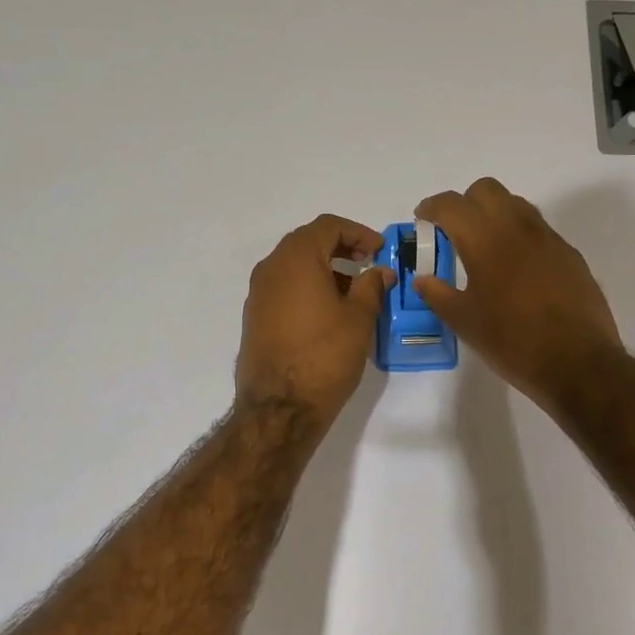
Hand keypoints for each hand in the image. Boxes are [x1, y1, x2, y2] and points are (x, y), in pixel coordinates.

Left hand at [235, 214, 393, 421]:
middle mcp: (271, 268)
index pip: (327, 226)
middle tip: (367, 264)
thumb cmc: (325, 356)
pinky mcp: (255, 317)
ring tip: (353, 291)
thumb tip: (380, 272)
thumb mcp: (359, 319)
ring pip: (294, 265)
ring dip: (324, 268)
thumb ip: (372, 287)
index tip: (379, 251)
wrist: (280, 408)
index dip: (358, 232)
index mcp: (296, 259)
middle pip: (307, 242)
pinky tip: (328, 312)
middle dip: (340, 247)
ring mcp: (258, 293)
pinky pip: (283, 287)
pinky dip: (307, 287)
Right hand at [415, 178, 623, 409]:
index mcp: (485, 240)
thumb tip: (422, 279)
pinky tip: (517, 270)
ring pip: (516, 204)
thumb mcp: (464, 322)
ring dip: (495, 214)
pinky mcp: (570, 255)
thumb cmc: (512, 341)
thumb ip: (438, 294)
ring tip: (486, 247)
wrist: (578, 362)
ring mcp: (548, 239)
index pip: (451, 204)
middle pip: (486, 190)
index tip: (423, 220)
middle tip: (455, 230)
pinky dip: (520, 236)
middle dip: (465, 202)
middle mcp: (518, 228)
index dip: (432, 207)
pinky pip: (539, 230)